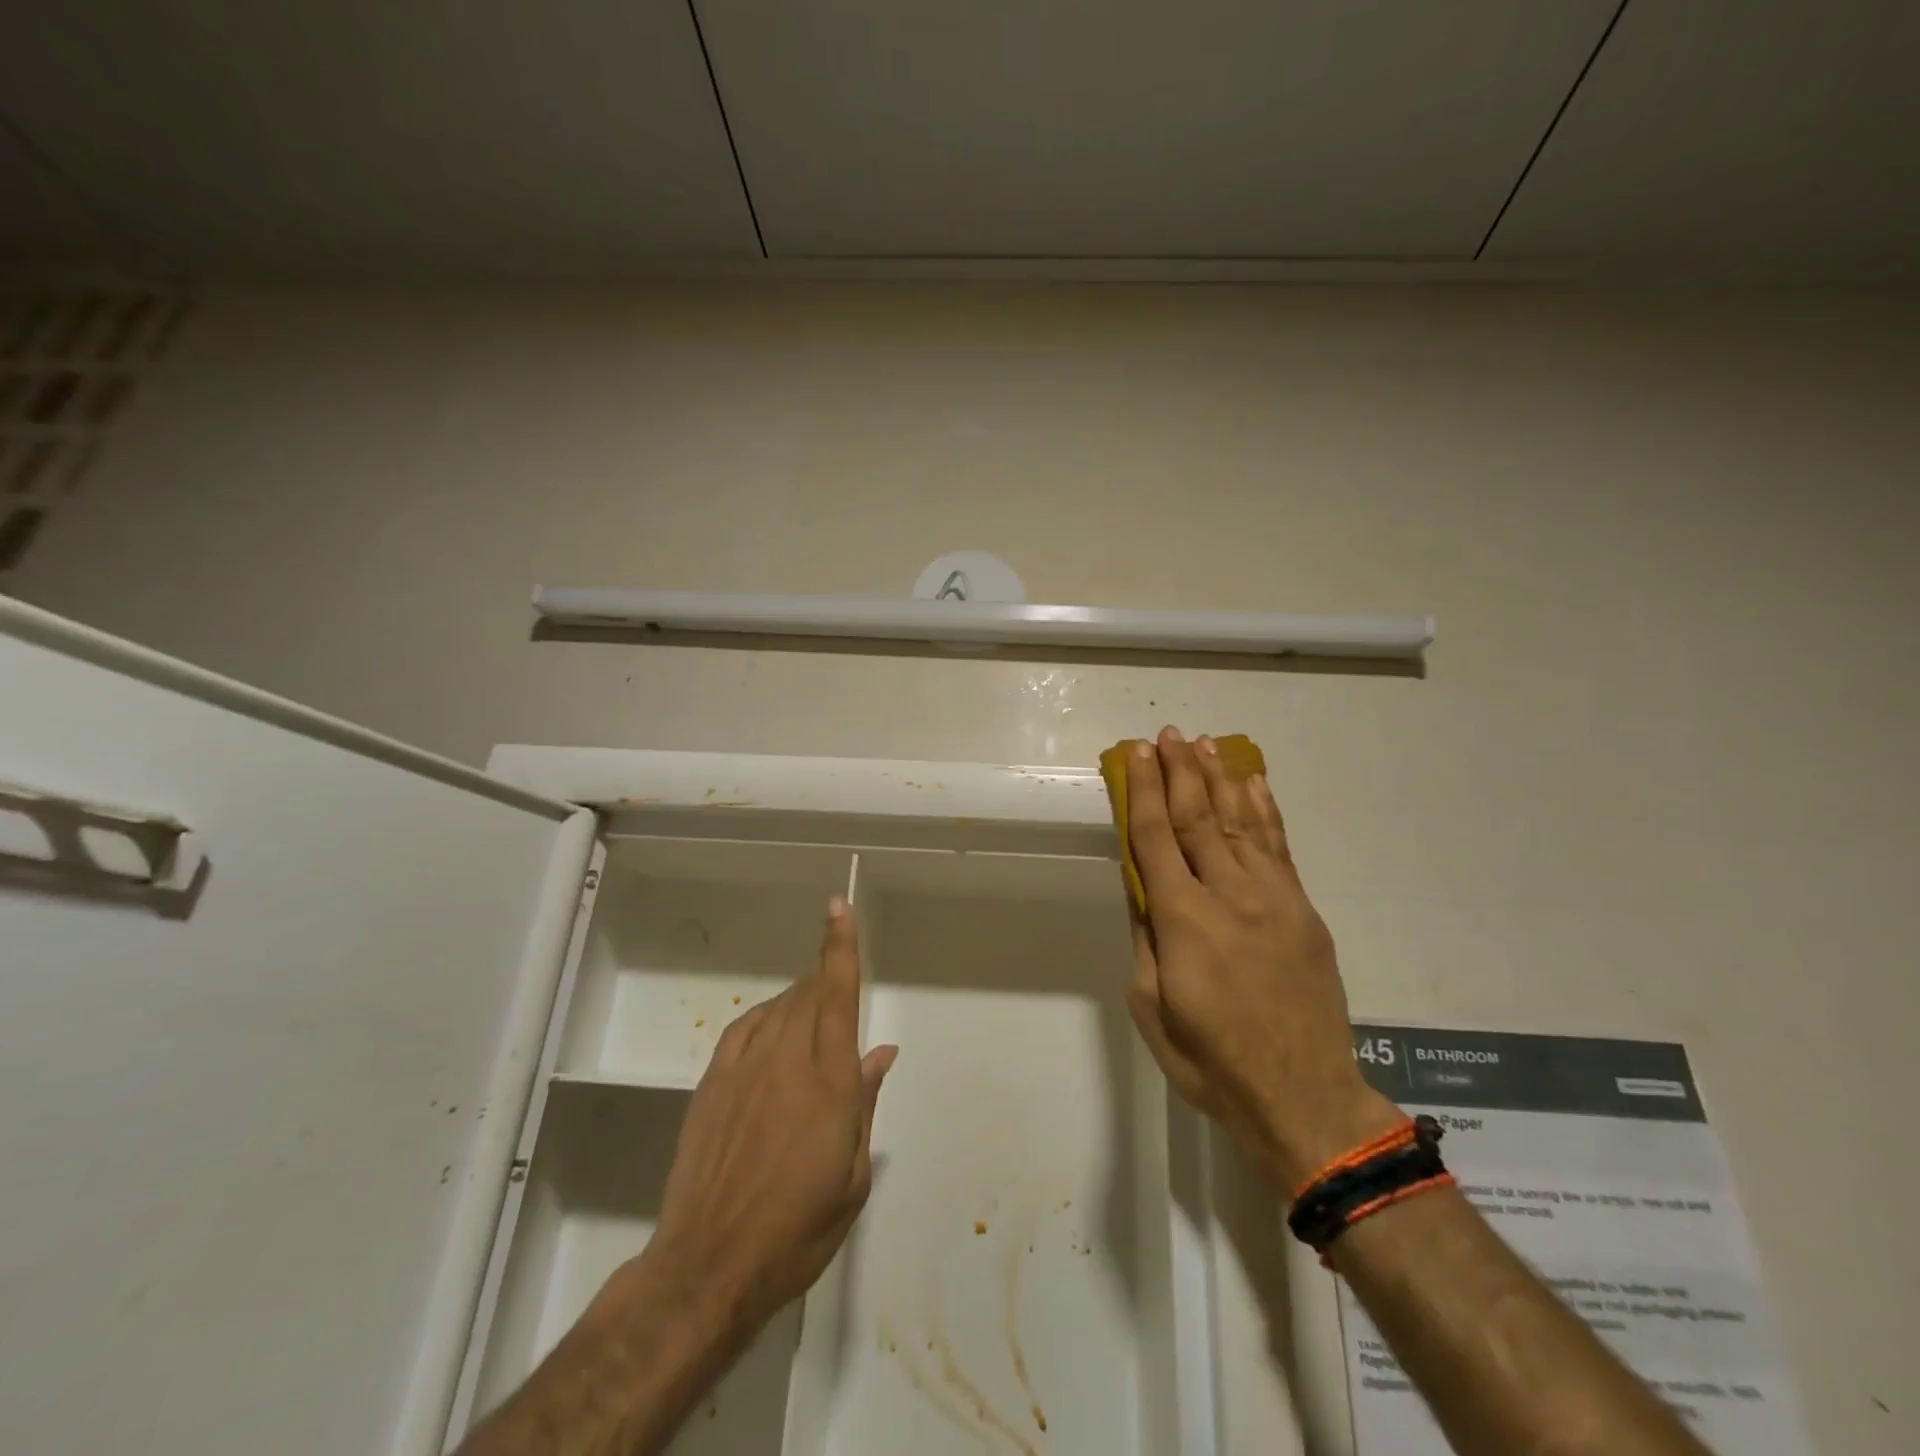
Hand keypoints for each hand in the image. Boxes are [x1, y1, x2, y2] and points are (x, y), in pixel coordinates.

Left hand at [638, 897, 897, 1338]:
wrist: (708, 1266)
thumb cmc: (797, 1229)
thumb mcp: (852, 1176)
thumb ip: (865, 1103)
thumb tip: (881, 1052)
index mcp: (829, 1080)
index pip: (838, 993)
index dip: (840, 945)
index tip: (839, 906)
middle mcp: (787, 1059)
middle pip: (810, 993)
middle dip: (826, 977)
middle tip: (839, 988)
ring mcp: (744, 1068)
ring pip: (779, 1007)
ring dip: (800, 999)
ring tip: (812, 1015)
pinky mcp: (712, 1084)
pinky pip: (744, 1029)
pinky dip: (765, 1017)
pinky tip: (772, 1027)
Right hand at [1120, 727, 1399, 1189]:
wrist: (1302, 1095)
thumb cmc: (1210, 1059)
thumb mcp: (1151, 1006)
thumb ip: (1145, 937)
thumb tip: (1140, 884)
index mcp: (1184, 922)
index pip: (1156, 838)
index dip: (1143, 791)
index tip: (1136, 753)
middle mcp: (1229, 896)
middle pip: (1199, 818)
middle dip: (1180, 771)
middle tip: (1168, 734)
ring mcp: (1274, 899)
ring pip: (1241, 822)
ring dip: (1221, 778)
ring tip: (1206, 744)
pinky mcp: (1303, 910)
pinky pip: (1280, 847)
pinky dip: (1265, 810)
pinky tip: (1254, 783)